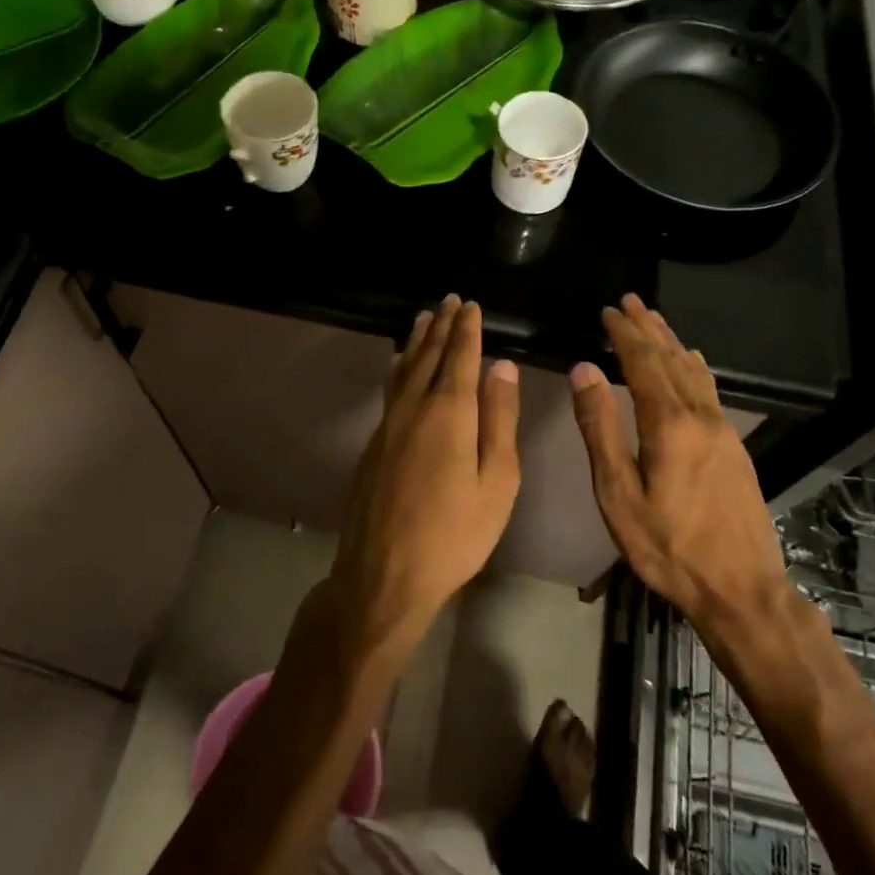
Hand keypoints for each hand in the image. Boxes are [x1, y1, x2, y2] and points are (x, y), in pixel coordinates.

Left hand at [331, 296, 520, 645]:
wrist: (384, 573)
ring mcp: (387, 425)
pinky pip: (389, 389)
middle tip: (449, 301)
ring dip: (416, 341)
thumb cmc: (454, 534)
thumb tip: (501, 366)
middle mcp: (413, 408)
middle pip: (428, 356)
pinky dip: (398, 367)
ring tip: (423, 318)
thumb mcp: (496, 482)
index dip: (466, 329)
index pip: (459, 357)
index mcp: (448, 413)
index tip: (470, 305)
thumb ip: (498, 420)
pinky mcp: (373, 444)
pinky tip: (397, 365)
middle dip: (441, 326)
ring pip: (403, 369)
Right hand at [569, 294, 786, 625]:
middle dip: (648, 328)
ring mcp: (723, 430)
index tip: (608, 310)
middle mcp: (700, 416)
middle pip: (671, 359)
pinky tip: (692, 363)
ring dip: (671, 342)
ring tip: (655, 320)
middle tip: (630, 301)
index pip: (644, 362)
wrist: (740, 588)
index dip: (625, 334)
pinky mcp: (734, 446)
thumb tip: (584, 370)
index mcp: (669, 423)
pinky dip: (693, 366)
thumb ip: (600, 428)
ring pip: (694, 371)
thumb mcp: (618, 493)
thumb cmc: (668, 546)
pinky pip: (709, 389)